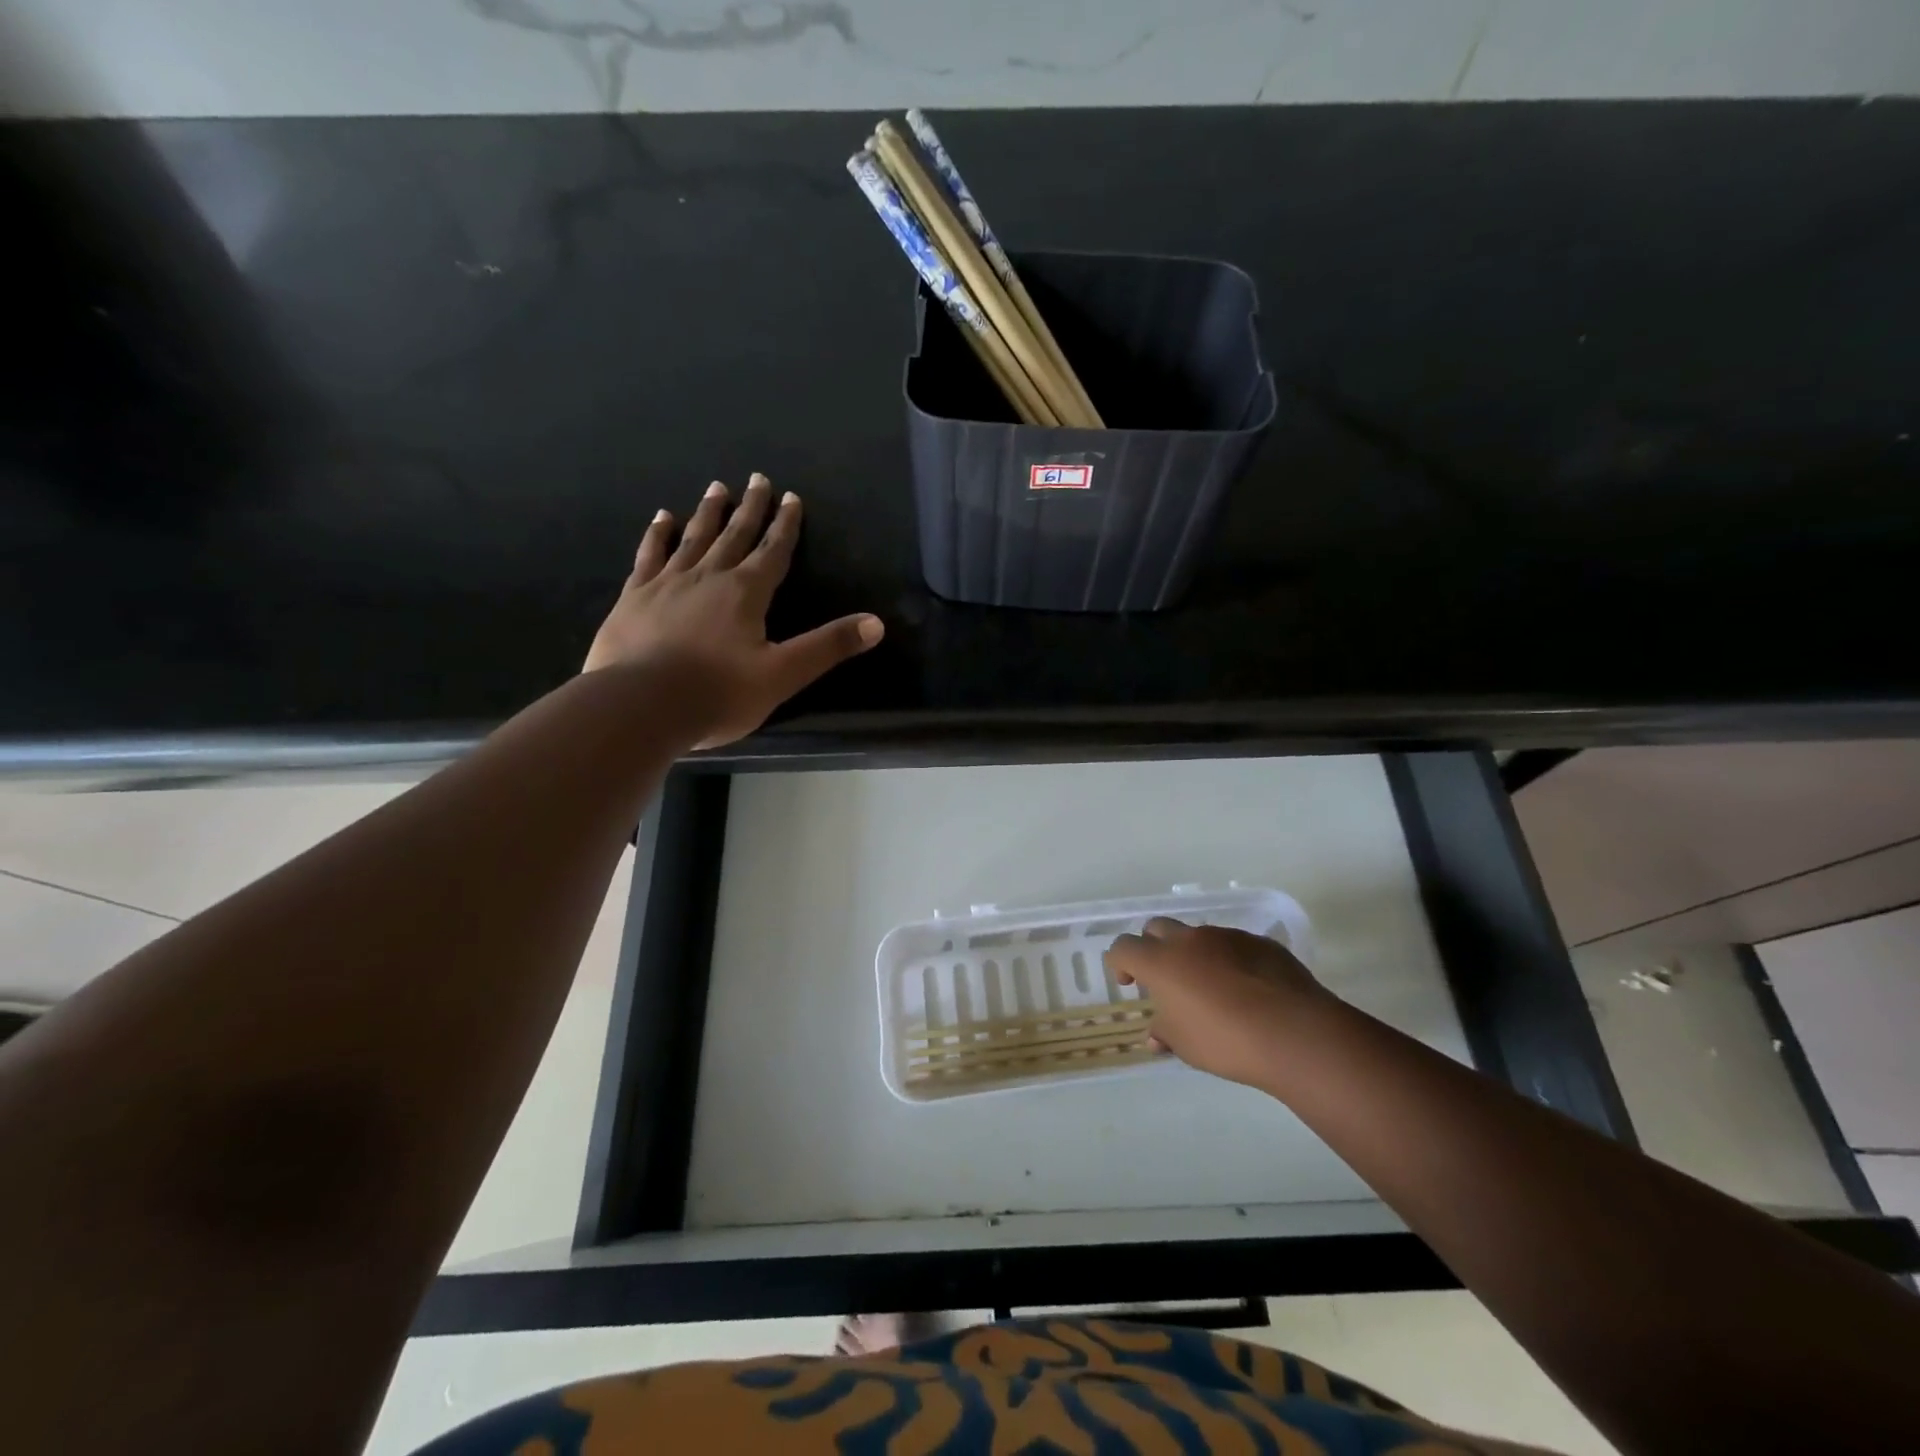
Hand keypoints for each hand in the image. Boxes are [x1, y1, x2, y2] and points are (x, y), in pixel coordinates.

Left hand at [583, 474, 882, 746]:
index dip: (785, 525)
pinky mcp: (634, 597)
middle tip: (757, 478)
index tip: (791, 497)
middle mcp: (708, 577)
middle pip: (735, 535)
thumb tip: (876, 623)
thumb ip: (828, 647)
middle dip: (751, 509)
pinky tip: (661, 519)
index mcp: (746, 593)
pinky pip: (649, 556)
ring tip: (716, 487)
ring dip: (708, 513)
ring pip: (693, 538)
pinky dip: (657, 535)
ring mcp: (667, 583)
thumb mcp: (783, 675)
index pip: (773, 552)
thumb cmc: (718, 693)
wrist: (640, 705)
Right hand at [1105, 919, 1327, 1088]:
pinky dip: (1229, 961)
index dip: (1120, 963)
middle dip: (1153, 948)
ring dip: (1194, 955)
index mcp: (1162, 962)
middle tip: (1165, 980)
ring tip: (1212, 990)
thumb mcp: (1185, 1046)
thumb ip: (1165, 1033)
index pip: (1124, 947)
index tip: (1130, 984)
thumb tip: (1156, 1034)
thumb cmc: (1227, 1041)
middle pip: (1157, 929)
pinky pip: (1234, 946)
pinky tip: (1247, 991)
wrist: (1295, 1033)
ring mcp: (1227, 936)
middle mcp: (1190, 940)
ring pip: (1198, 936)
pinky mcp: (1260, 943)